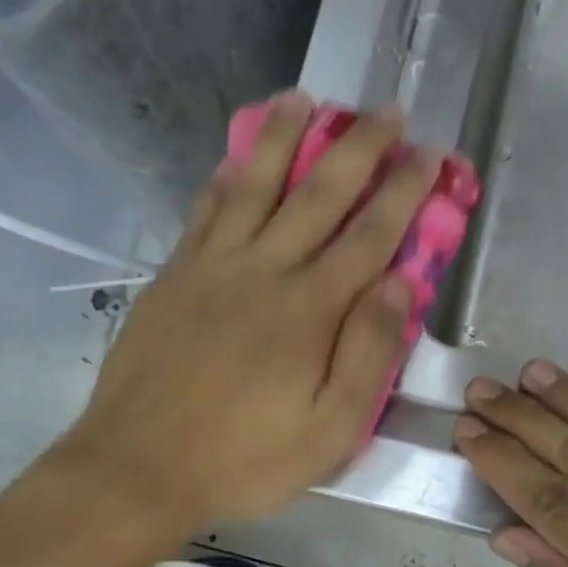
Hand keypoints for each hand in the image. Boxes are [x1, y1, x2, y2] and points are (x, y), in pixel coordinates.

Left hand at [59, 93, 438, 531]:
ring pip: (255, 183)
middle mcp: (265, 270)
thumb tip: (402, 284)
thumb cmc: (243, 459)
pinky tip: (236, 157)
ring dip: (285, 136)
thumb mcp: (328, 431)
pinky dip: (227, 175)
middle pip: (320, 193)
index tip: (429, 155)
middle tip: (387, 111)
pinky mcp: (174, 275)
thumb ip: (369, 355)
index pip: (371, 234)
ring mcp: (212, 266)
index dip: (404, 191)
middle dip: (360, 147)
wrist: (138, 468)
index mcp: (310, 309)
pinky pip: (206, 210)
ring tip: (306, 99)